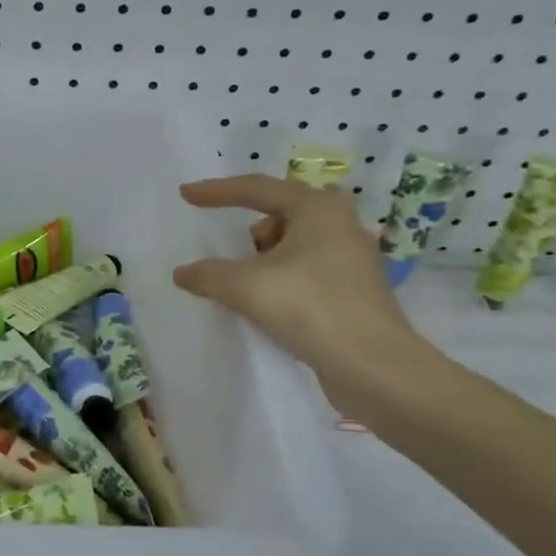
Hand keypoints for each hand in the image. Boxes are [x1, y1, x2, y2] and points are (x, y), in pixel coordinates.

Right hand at [173, 174, 428, 410]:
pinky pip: (306, 270)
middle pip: (278, 215)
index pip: (256, 189)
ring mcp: (352, 258)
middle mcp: (341, 224)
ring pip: (293, 245)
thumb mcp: (244, 286)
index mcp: (318, 208)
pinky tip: (272, 306)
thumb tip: (182, 273)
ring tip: (251, 289)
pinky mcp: (355, 290)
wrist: (373, 366)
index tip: (185, 195)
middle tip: (231, 255)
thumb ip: (207, 274)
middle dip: (249, 233)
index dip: (217, 192)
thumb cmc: (309, 308)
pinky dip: (282, 280)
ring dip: (265, 261)